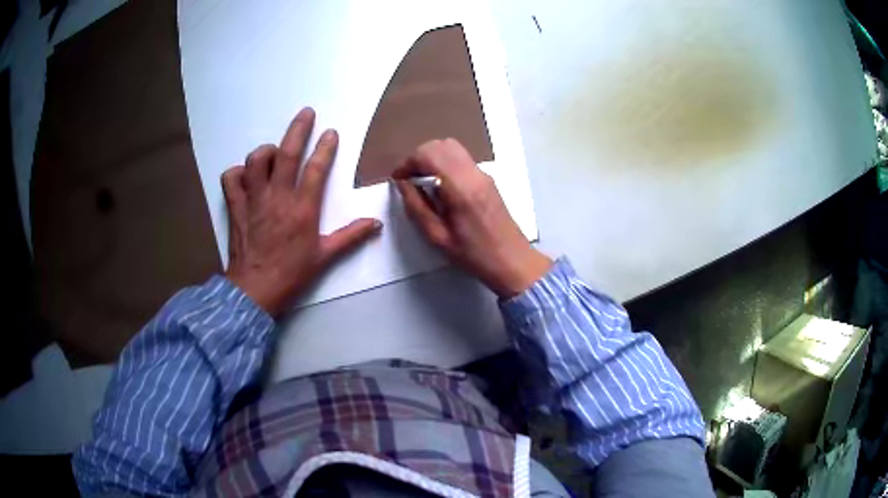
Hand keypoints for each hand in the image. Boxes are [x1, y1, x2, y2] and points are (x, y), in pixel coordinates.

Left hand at [223, 107, 381, 315]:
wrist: (255, 290)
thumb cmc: (291, 274)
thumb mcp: (325, 257)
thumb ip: (351, 236)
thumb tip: (376, 224)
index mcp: (302, 208)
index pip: (316, 168)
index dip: (325, 148)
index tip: (331, 133)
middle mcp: (277, 197)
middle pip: (287, 154)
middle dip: (298, 129)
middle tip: (307, 113)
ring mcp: (254, 200)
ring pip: (256, 161)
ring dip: (266, 151)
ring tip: (274, 153)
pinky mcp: (236, 207)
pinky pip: (231, 179)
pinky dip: (237, 173)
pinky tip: (245, 176)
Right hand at [393, 139, 550, 297]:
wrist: (512, 260)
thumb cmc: (473, 255)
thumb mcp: (438, 237)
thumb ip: (417, 207)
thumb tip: (402, 184)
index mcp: (460, 189)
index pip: (428, 155)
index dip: (408, 163)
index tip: (398, 180)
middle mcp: (473, 174)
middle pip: (440, 145)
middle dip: (419, 158)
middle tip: (409, 180)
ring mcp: (483, 174)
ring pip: (451, 147)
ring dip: (432, 158)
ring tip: (423, 182)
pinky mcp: (487, 178)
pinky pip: (461, 158)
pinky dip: (445, 163)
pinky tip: (441, 187)